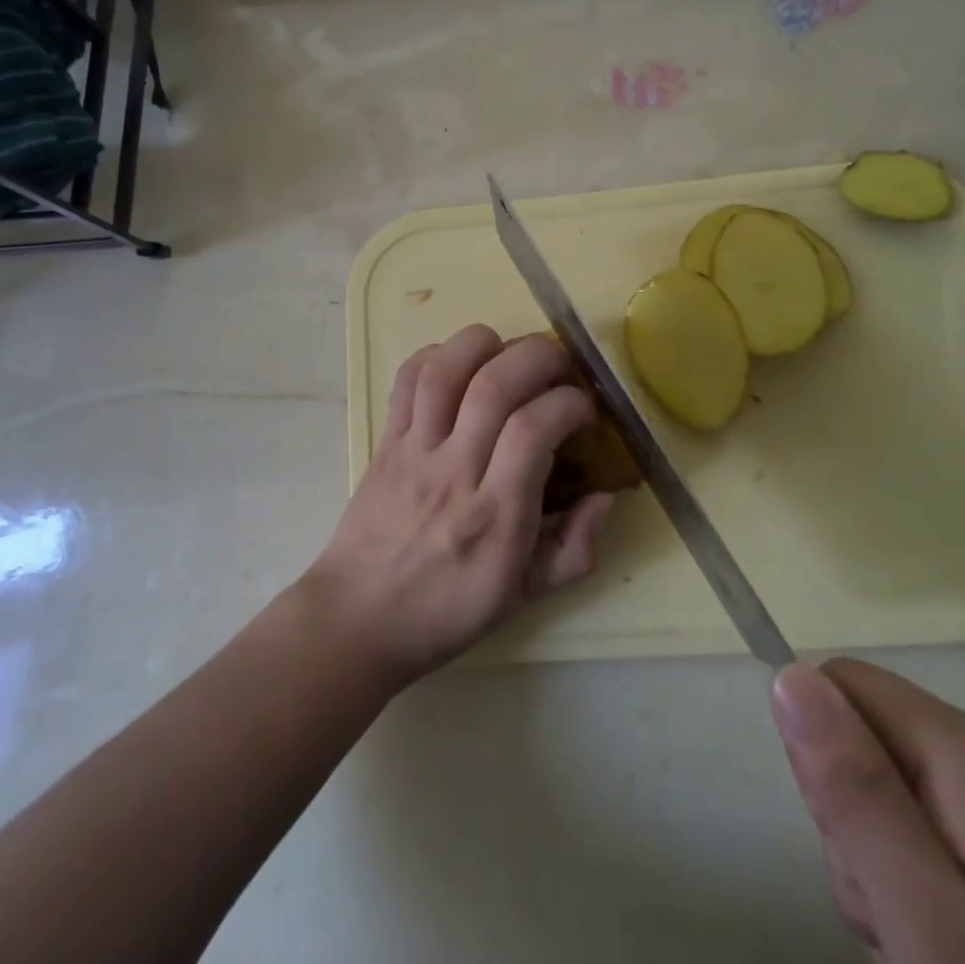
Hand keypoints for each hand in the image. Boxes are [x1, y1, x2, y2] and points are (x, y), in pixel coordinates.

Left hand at [306, 325, 615, 684]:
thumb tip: (605, 494)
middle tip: (559, 368)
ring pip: (445, 370)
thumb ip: (576, 549)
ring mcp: (414, 451)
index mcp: (495, 516)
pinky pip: (406, 381)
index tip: (584, 410)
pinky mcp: (385, 440)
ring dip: (485, 344)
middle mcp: (454, 471)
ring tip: (509, 353)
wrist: (359, 619)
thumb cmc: (447, 610)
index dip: (569, 403)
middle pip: (494, 384)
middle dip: (539, 357)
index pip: (533, 429)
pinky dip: (435, 355)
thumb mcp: (524, 596)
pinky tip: (460, 364)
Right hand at [772, 660, 964, 963]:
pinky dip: (936, 885)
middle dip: (860, 822)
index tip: (852, 845)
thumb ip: (856, 793)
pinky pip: (952, 831)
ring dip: (892, 863)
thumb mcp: (930, 921)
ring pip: (905, 789)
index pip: (840, 685)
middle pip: (871, 738)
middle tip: (900, 919)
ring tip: (936, 947)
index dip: (824, 758)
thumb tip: (788, 675)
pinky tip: (964, 949)